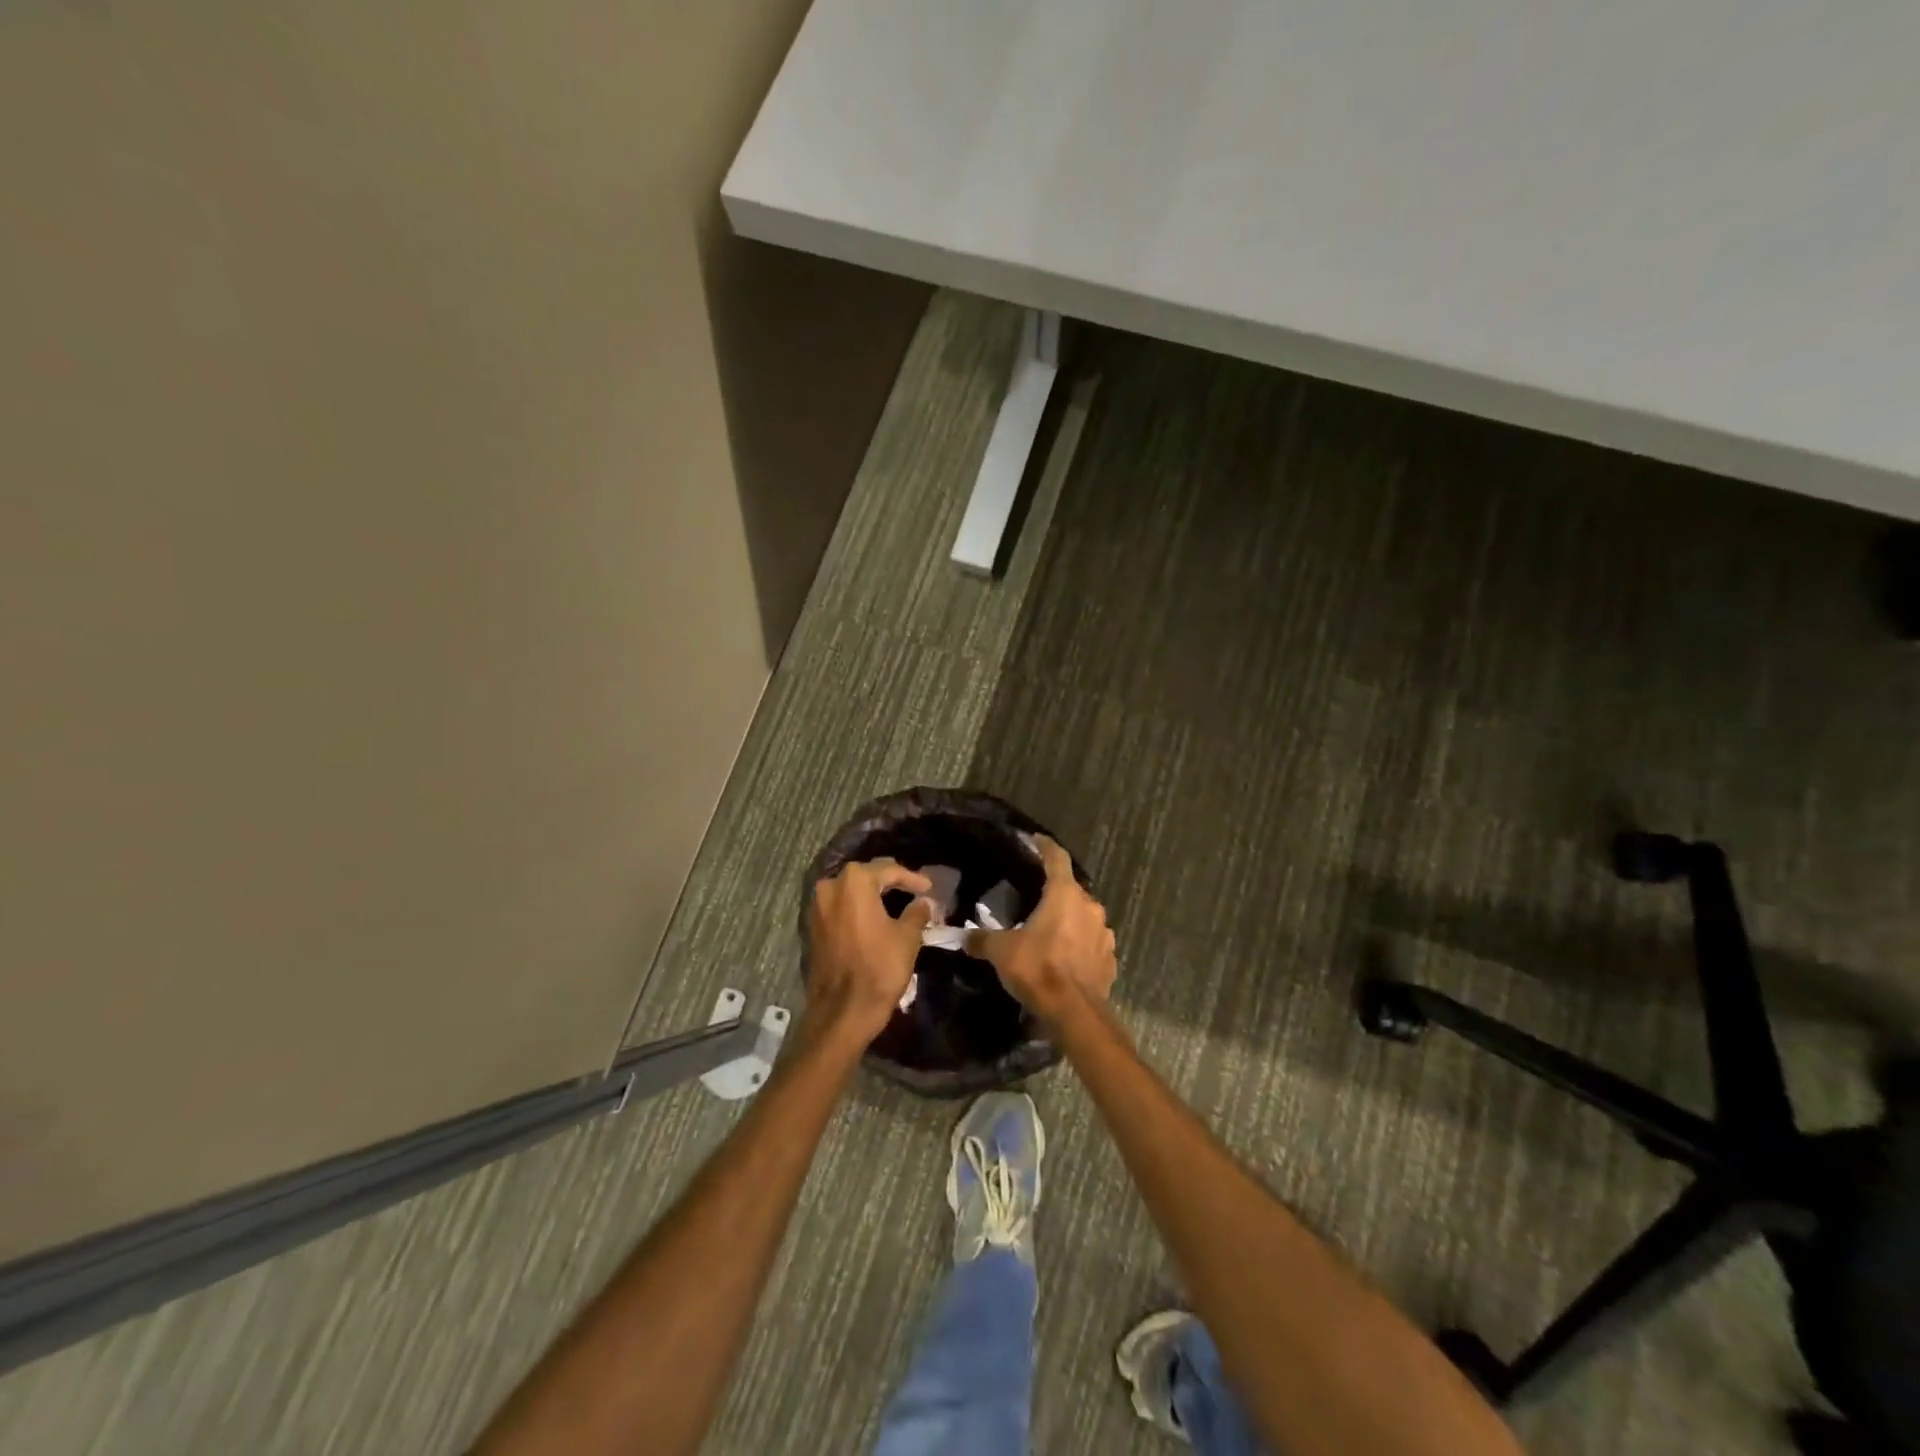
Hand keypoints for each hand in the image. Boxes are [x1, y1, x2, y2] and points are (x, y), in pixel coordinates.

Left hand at [806, 858, 933, 1041]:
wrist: (842, 1011)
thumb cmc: (879, 968)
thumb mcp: (907, 937)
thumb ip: (917, 912)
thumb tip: (923, 902)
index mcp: (855, 882)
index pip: (889, 870)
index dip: (912, 878)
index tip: (929, 887)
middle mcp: (830, 887)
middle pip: (866, 876)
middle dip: (890, 881)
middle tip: (913, 890)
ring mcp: (817, 908)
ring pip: (851, 892)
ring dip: (872, 895)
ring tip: (897, 902)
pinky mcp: (813, 928)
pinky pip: (840, 908)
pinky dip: (858, 909)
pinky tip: (876, 918)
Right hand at [965, 834, 1115, 1024]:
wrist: (1075, 1013)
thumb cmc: (1038, 969)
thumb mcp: (1001, 951)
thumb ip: (982, 939)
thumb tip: (965, 937)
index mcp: (1064, 895)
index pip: (1057, 858)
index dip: (1045, 847)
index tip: (1036, 840)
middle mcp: (1090, 907)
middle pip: (1071, 890)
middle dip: (1054, 892)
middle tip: (1034, 899)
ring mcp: (1104, 934)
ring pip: (1083, 917)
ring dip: (1068, 921)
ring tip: (1049, 932)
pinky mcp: (1110, 958)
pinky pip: (1092, 944)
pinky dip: (1079, 945)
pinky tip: (1065, 958)